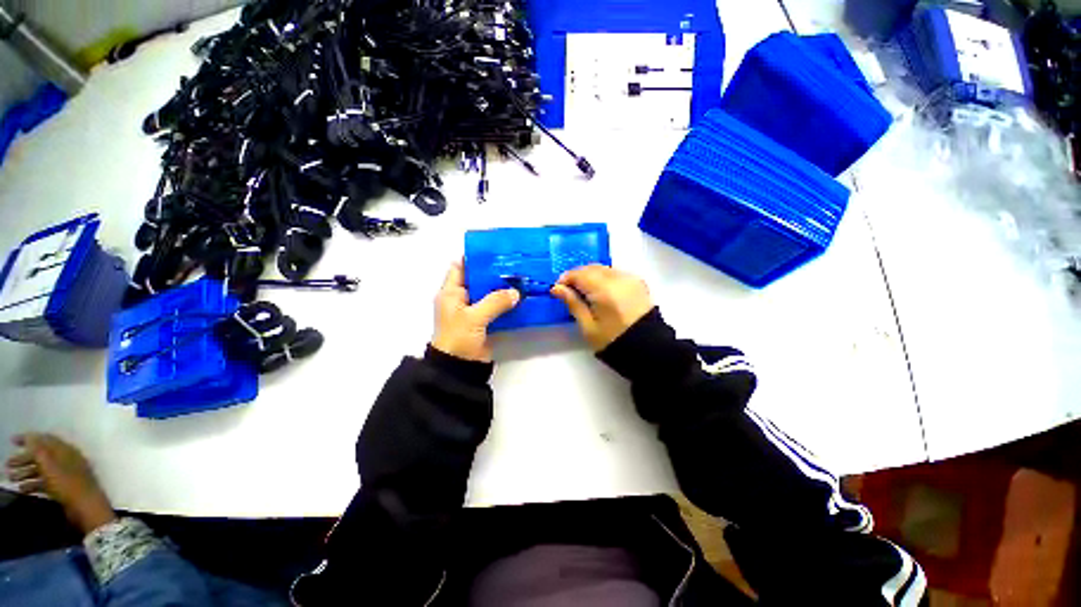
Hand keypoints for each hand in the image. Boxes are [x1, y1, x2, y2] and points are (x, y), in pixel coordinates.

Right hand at [5, 433, 116, 534]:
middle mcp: (67, 460)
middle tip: (7, 466)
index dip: (29, 439)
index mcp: (67, 451)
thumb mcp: (50, 466)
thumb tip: (30, 436)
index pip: (46, 440)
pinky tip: (22, 490)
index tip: (11, 441)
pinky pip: (46, 483)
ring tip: (10, 479)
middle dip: (23, 459)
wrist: (85, 509)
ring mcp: (66, 475)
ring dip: (25, 473)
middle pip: (42, 456)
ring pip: (42, 470)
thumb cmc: (67, 485)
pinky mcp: (64, 489)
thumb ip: (40, 451)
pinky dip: (33, 484)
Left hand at [432, 262, 520, 361]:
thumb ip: (495, 301)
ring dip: (502, 287)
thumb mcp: (475, 317)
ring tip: (520, 277)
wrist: (459, 367)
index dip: (474, 257)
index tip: (494, 251)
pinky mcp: (483, 321)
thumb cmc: (459, 337)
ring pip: (489, 293)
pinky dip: (506, 302)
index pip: (460, 266)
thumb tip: (516, 292)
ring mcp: (473, 310)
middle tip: (513, 263)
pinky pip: (496, 306)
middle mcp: (461, 298)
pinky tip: (520, 297)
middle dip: (494, 271)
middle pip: (478, 278)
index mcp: (451, 292)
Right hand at [551, 265, 653, 350]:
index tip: (558, 289)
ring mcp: (630, 278)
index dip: (566, 279)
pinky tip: (602, 292)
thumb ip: (573, 303)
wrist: (648, 348)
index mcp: (604, 290)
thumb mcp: (588, 326)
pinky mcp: (638, 282)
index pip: (579, 274)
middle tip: (569, 291)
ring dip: (591, 276)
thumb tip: (557, 288)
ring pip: (603, 269)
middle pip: (591, 268)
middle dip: (578, 276)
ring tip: (585, 293)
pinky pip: (615, 273)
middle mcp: (618, 278)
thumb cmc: (613, 341)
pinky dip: (604, 278)